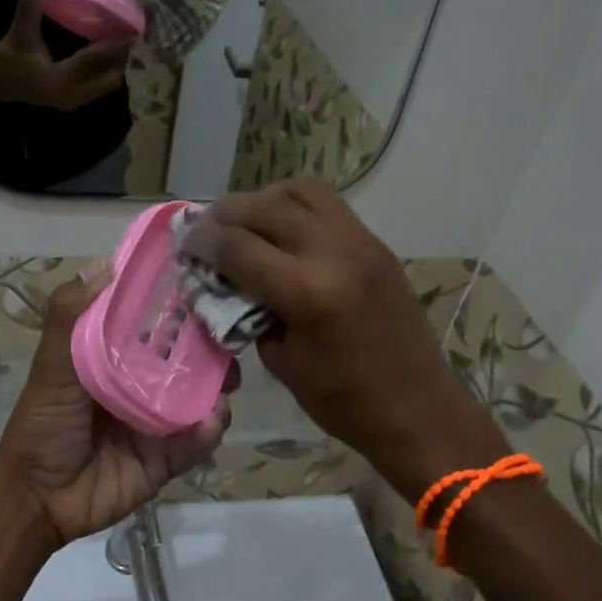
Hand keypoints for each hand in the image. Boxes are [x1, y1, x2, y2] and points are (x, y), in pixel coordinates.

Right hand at [0, 0, 131, 111]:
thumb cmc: (9, 55)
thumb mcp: (20, 29)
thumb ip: (32, 3)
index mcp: (59, 80)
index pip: (93, 60)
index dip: (114, 45)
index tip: (132, 30)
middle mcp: (71, 95)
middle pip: (109, 78)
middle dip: (122, 58)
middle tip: (131, 34)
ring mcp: (74, 101)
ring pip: (106, 85)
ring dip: (116, 65)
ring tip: (124, 42)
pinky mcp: (74, 100)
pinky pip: (98, 86)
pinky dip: (107, 71)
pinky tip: (110, 53)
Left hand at [0, 268, 231, 546]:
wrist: (39, 498)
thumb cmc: (43, 424)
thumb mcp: (51, 366)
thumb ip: (69, 317)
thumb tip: (106, 264)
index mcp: (116, 353)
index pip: (154, 317)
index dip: (179, 298)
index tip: (207, 277)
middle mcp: (143, 380)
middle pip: (189, 353)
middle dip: (214, 341)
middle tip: (231, 332)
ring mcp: (161, 418)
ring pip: (204, 392)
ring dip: (221, 382)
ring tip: (228, 379)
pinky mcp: (171, 454)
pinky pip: (201, 438)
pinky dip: (211, 429)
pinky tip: (210, 421)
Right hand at [182, 181, 508, 497]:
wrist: (417, 408)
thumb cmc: (344, 401)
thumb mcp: (282, 362)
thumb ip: (249, 314)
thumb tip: (227, 283)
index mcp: (308, 292)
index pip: (240, 247)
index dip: (204, 242)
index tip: (184, 244)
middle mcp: (335, 253)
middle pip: (266, 208)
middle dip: (227, 214)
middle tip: (205, 228)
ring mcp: (361, 242)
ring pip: (301, 192)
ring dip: (263, 200)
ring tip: (243, 221)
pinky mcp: (375, 244)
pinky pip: (327, 206)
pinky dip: (294, 207)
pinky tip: (279, 230)